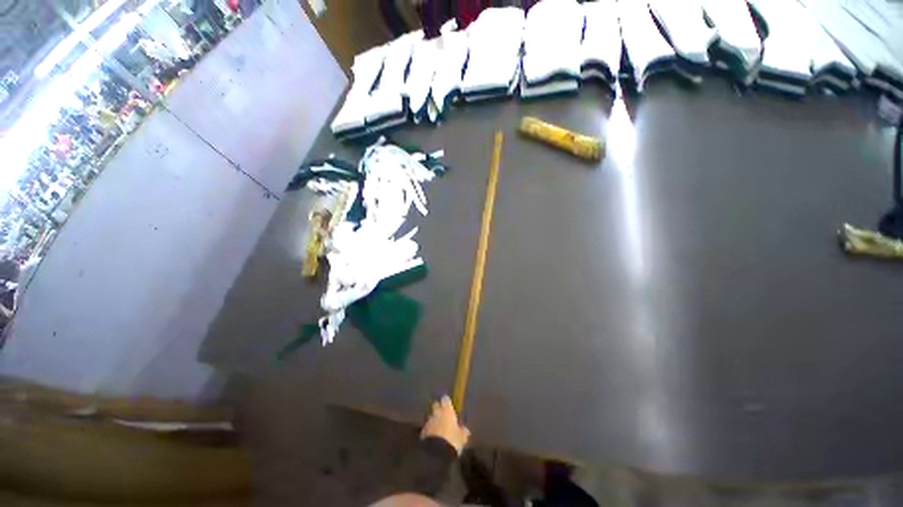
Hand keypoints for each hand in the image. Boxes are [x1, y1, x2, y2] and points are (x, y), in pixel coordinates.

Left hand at [421, 396, 470, 453]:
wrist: (435, 453)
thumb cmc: (452, 441)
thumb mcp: (462, 438)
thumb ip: (463, 431)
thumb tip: (465, 429)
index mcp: (447, 410)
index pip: (446, 399)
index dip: (447, 402)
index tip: (449, 406)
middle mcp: (436, 412)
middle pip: (436, 405)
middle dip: (438, 409)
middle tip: (443, 415)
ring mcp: (428, 421)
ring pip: (431, 416)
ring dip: (433, 420)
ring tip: (438, 428)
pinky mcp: (422, 431)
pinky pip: (426, 427)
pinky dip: (429, 430)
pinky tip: (433, 437)